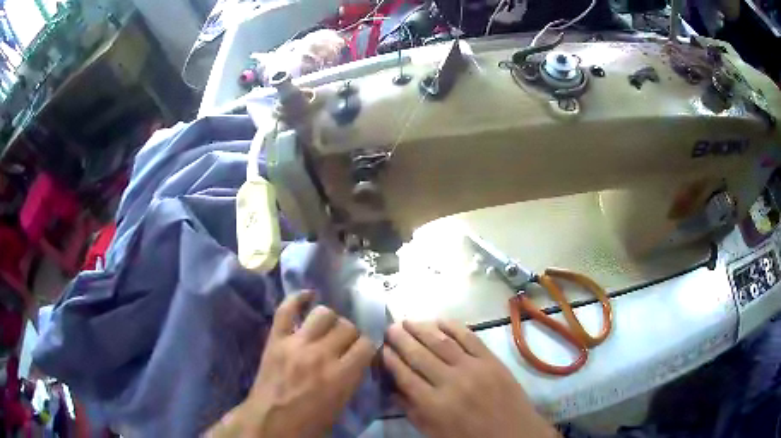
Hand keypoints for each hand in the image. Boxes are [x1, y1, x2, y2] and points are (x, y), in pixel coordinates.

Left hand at [208, 291, 374, 437]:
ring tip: (326, 330)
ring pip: (324, 313)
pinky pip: (286, 309)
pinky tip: (308, 296)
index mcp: (341, 376)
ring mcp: (296, 343)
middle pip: (347, 327)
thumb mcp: (341, 406)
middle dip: (350, 335)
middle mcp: (321, 354)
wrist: (270, 423)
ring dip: (330, 321)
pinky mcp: (276, 339)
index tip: (361, 354)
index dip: (366, 348)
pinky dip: (297, 299)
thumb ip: (352, 379)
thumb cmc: (309, 423)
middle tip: (343, 344)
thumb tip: (358, 360)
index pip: (366, 345)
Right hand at [382, 320, 558, 437]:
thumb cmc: (469, 437)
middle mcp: (451, 382)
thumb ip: (411, 410)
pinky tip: (439, 320)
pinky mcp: (491, 360)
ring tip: (407, 320)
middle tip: (389, 327)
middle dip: (401, 339)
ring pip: (442, 342)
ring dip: (422, 329)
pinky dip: (453, 326)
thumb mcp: (433, 431)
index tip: (381, 348)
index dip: (391, 360)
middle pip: (419, 355)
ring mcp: (473, 368)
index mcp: (434, 404)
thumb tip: (392, 388)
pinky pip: (469, 338)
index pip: (405, 376)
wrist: (513, 433)